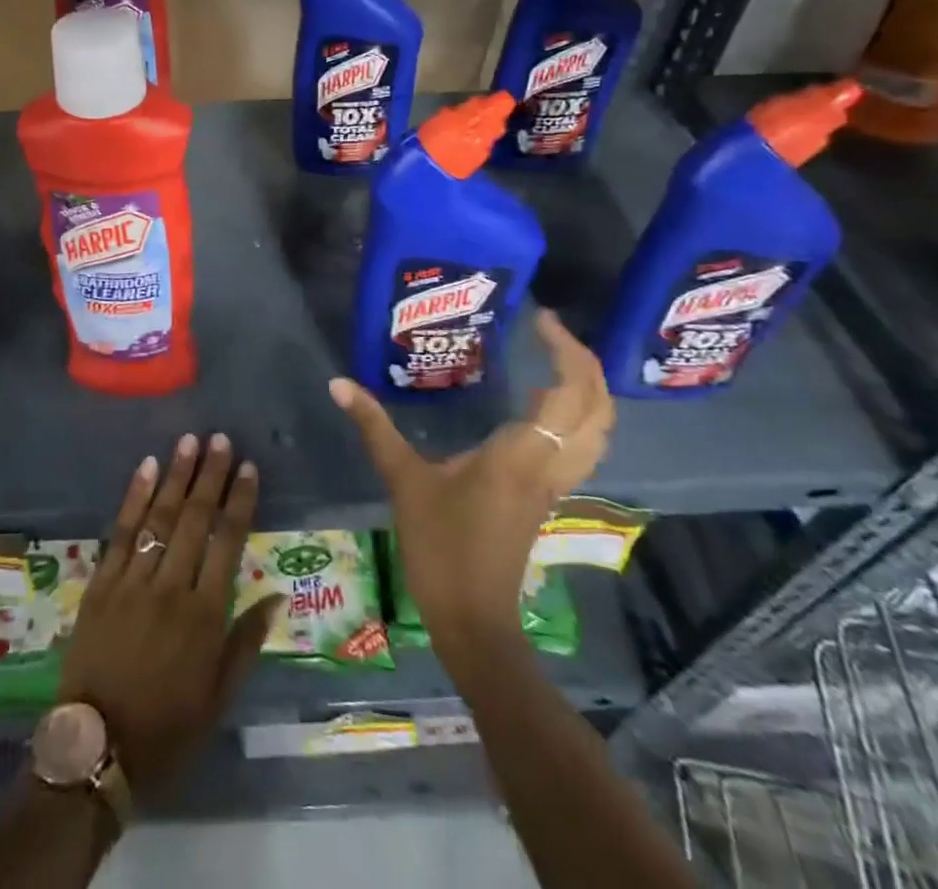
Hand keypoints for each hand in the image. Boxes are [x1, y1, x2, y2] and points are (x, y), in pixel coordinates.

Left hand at [57, 433, 277, 801]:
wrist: (96, 748)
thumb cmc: (166, 727)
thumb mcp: (218, 697)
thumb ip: (247, 642)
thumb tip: (278, 596)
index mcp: (205, 615)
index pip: (229, 542)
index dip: (239, 501)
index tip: (248, 467)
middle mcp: (171, 587)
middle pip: (195, 519)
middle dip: (209, 475)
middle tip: (219, 438)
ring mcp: (132, 581)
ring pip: (160, 517)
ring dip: (176, 476)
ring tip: (189, 441)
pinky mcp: (101, 582)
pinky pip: (120, 531)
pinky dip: (134, 497)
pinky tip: (146, 468)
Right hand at [329, 309, 613, 687]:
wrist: (473, 618)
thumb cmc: (441, 546)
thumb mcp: (404, 480)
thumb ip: (375, 427)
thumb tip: (338, 382)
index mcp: (521, 453)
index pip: (568, 392)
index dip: (566, 350)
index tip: (541, 319)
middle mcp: (549, 463)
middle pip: (598, 408)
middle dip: (586, 363)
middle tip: (551, 331)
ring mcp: (554, 483)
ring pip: (598, 430)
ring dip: (589, 390)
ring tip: (555, 359)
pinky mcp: (547, 496)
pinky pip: (581, 446)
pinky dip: (577, 415)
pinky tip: (544, 405)